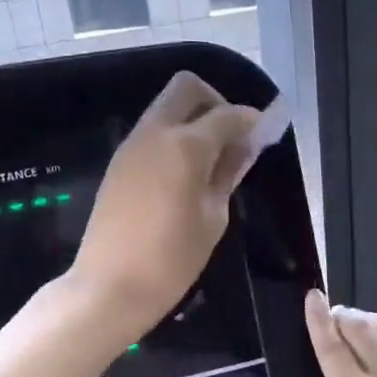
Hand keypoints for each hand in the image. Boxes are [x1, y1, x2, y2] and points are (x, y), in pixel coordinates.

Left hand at [71, 72, 261, 341]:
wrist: (109, 287)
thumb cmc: (171, 260)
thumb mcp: (213, 219)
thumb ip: (228, 173)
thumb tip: (246, 145)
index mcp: (185, 145)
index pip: (227, 114)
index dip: (252, 119)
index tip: (266, 133)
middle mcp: (155, 133)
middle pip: (187, 89)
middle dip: (216, 102)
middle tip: (233, 138)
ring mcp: (131, 146)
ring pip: (166, 108)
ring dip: (192, 120)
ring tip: (212, 161)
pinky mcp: (118, 165)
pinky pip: (151, 133)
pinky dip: (173, 138)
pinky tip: (186, 175)